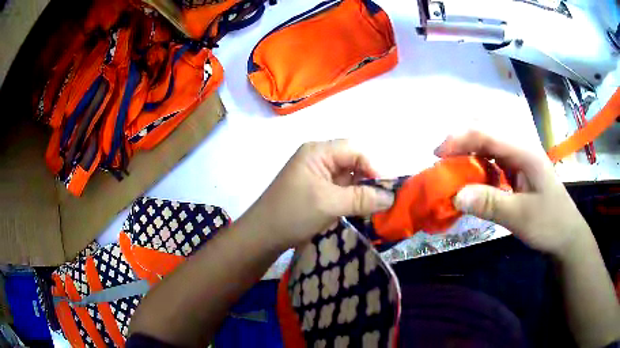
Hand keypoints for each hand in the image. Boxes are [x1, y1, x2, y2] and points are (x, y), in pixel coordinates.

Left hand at [240, 140, 394, 250]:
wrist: (263, 236)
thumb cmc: (293, 214)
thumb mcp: (329, 204)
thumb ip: (362, 199)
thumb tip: (391, 197)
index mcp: (318, 152)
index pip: (354, 150)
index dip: (372, 166)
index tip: (384, 190)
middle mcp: (319, 159)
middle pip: (353, 163)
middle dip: (368, 181)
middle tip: (382, 201)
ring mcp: (318, 176)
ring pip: (349, 178)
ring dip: (361, 192)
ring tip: (373, 209)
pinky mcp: (318, 191)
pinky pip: (341, 191)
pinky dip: (352, 200)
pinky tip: (359, 212)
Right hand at [435, 130, 591, 257]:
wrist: (567, 234)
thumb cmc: (549, 223)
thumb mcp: (520, 217)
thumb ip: (490, 204)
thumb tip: (455, 196)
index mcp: (524, 151)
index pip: (487, 133)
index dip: (460, 138)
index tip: (437, 154)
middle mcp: (520, 147)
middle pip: (486, 130)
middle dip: (462, 139)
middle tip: (443, 159)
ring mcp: (520, 157)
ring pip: (489, 143)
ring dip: (469, 151)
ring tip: (454, 168)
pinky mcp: (518, 169)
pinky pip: (494, 159)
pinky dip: (479, 164)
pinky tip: (474, 179)